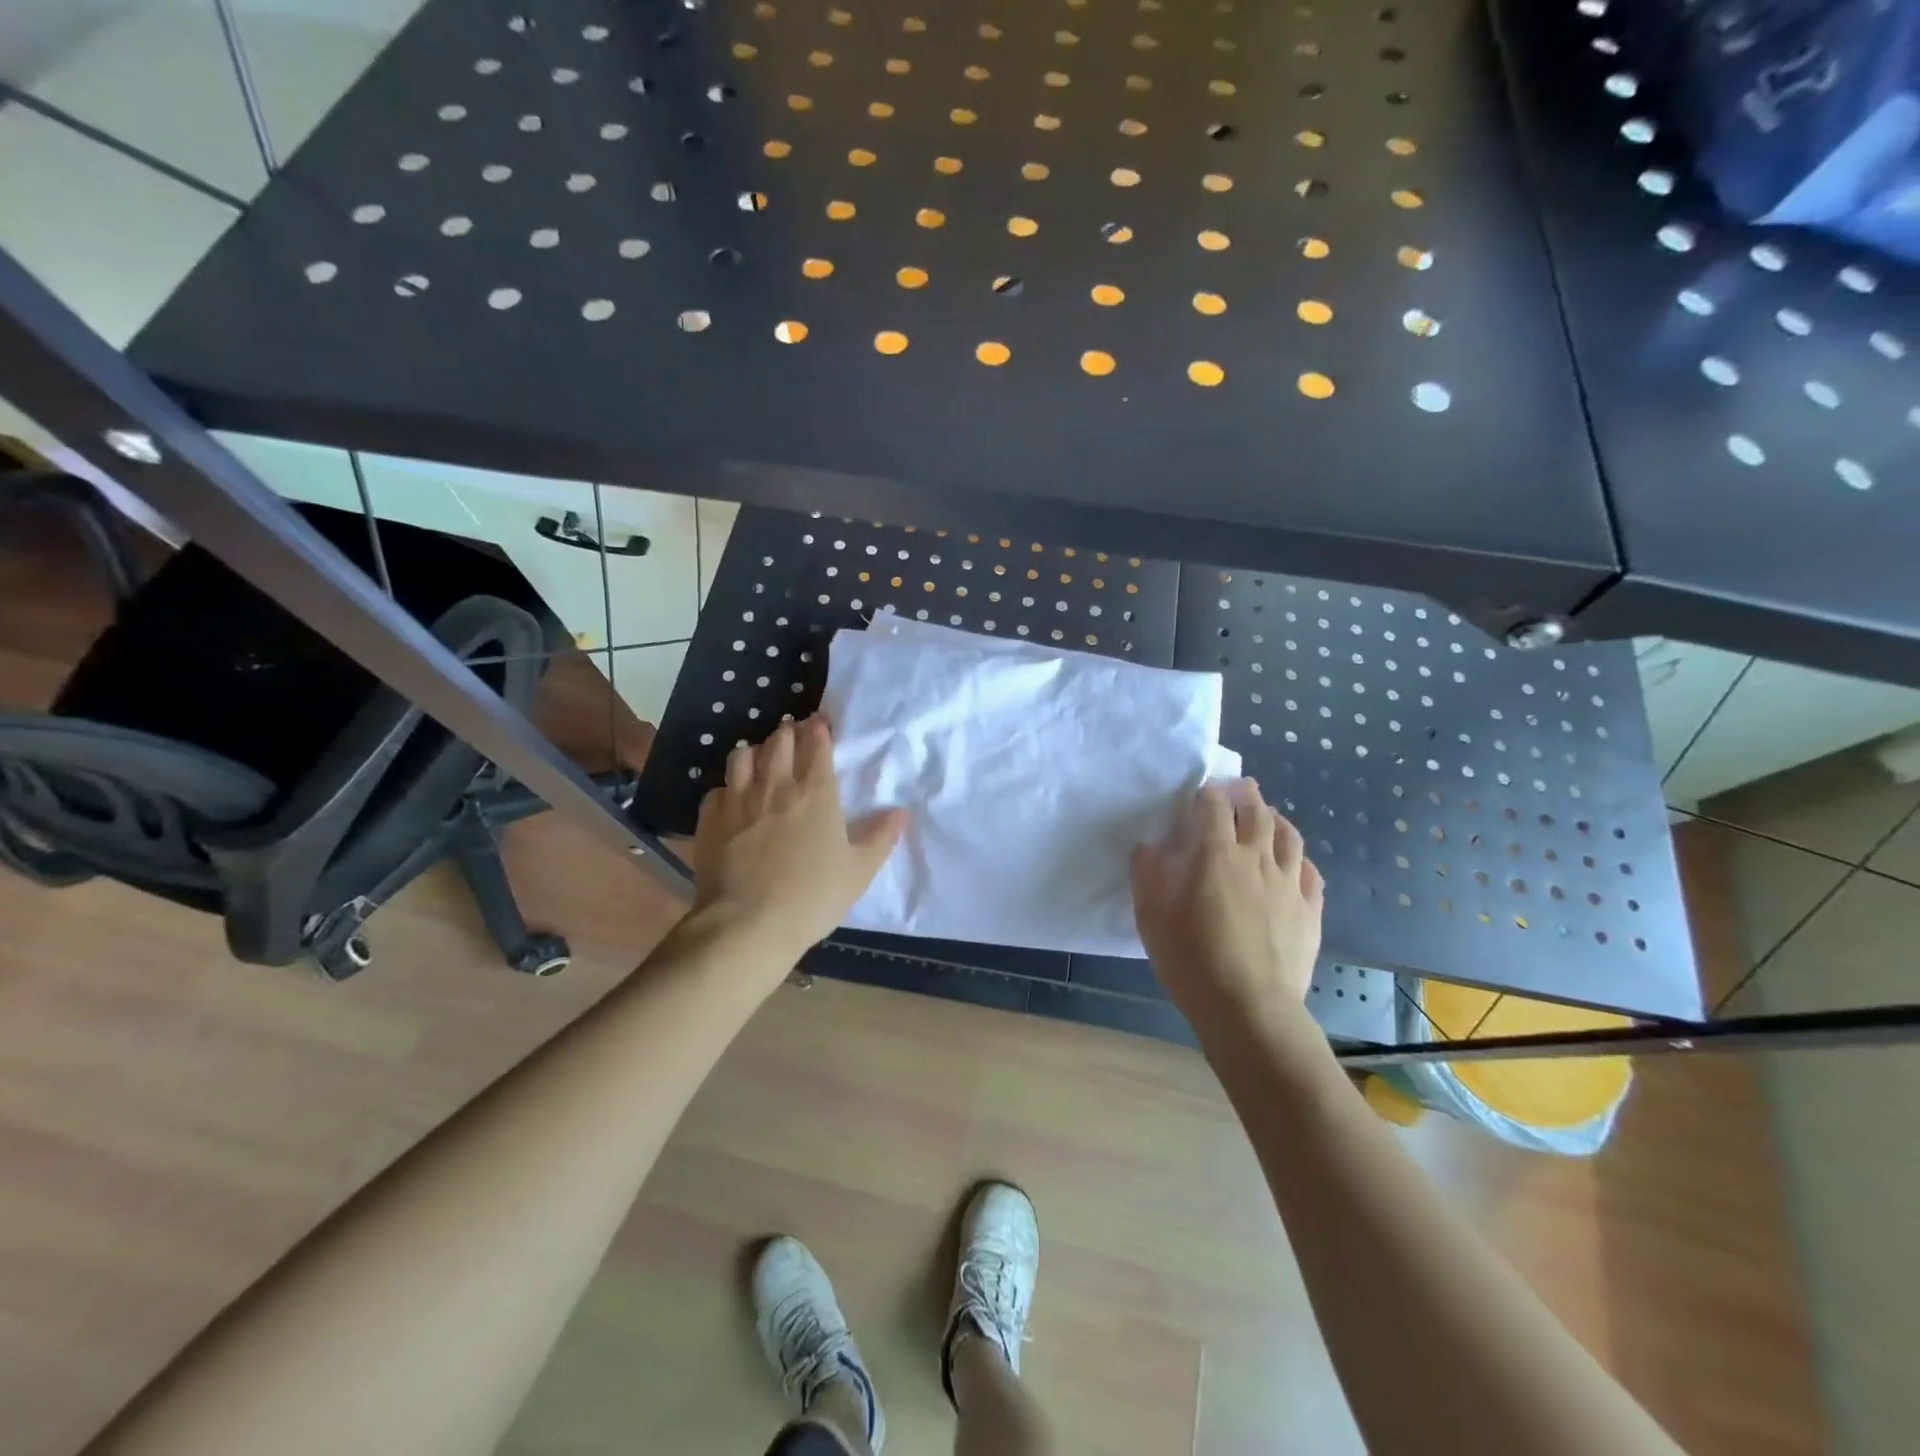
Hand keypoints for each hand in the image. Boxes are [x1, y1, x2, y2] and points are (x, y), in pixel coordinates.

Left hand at [688, 716, 906, 971]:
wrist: (747, 924)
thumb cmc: (811, 898)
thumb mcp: (859, 872)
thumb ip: (880, 838)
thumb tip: (900, 812)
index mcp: (816, 793)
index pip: (816, 744)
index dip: (819, 729)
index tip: (821, 723)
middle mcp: (776, 785)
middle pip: (779, 740)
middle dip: (789, 731)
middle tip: (794, 735)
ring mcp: (738, 799)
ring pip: (743, 754)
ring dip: (756, 751)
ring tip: (762, 760)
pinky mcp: (710, 818)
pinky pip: (718, 787)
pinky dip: (728, 786)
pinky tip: (733, 799)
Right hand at [1130, 780, 1324, 1037]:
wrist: (1249, 1009)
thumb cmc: (1191, 960)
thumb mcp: (1151, 917)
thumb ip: (1147, 875)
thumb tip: (1147, 847)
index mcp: (1215, 853)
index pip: (1214, 805)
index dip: (1207, 793)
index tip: (1201, 793)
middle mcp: (1256, 857)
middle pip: (1257, 811)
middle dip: (1246, 795)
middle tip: (1239, 789)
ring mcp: (1288, 883)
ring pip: (1289, 835)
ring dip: (1276, 819)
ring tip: (1268, 817)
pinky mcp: (1310, 910)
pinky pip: (1309, 871)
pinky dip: (1298, 858)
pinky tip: (1293, 863)